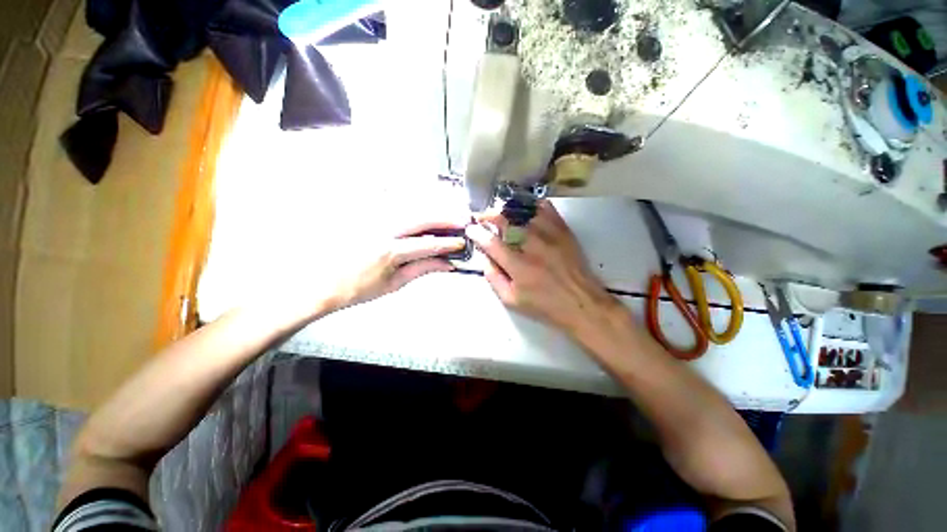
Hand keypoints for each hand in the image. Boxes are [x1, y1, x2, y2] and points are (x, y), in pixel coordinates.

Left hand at [324, 220, 467, 311]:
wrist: (324, 284)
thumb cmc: (357, 288)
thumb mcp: (394, 284)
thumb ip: (423, 269)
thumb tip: (445, 264)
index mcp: (390, 252)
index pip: (428, 243)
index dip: (448, 243)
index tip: (461, 243)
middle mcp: (382, 231)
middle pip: (422, 218)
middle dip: (446, 218)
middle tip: (462, 219)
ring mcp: (373, 221)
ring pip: (410, 208)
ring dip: (433, 210)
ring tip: (448, 215)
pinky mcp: (367, 218)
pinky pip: (394, 206)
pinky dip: (413, 207)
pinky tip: (423, 211)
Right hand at [466, 200, 621, 335]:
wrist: (580, 302)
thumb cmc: (544, 305)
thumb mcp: (511, 300)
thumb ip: (493, 278)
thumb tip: (484, 258)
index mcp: (518, 266)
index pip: (491, 243)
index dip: (477, 233)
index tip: (471, 229)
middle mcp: (533, 246)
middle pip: (506, 222)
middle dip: (489, 216)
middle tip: (483, 217)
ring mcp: (550, 235)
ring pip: (524, 212)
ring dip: (508, 210)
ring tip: (501, 213)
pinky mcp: (563, 230)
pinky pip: (546, 209)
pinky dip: (532, 205)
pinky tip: (525, 209)